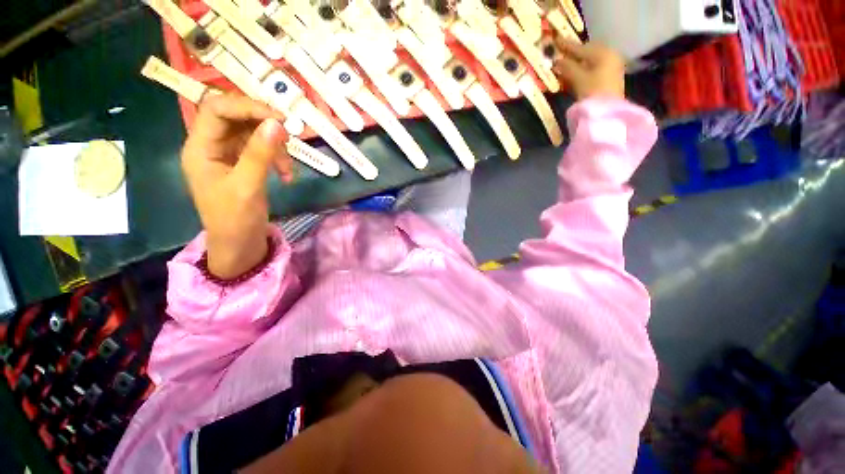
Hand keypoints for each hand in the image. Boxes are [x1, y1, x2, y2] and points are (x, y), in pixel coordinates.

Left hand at [181, 94, 291, 279]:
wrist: (239, 244)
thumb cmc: (235, 219)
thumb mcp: (247, 186)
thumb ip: (260, 153)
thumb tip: (277, 123)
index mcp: (200, 147)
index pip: (217, 109)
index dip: (247, 107)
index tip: (279, 118)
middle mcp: (211, 145)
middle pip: (236, 117)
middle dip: (264, 125)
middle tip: (289, 137)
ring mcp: (228, 154)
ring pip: (253, 133)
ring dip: (275, 147)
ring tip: (287, 169)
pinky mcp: (243, 164)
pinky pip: (261, 150)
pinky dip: (277, 159)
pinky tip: (287, 175)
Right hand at [552, 39, 625, 99]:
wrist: (608, 112)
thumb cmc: (593, 92)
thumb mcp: (578, 79)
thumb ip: (567, 68)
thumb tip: (556, 61)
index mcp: (602, 53)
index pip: (581, 47)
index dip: (567, 46)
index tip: (556, 41)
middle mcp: (609, 56)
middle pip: (588, 52)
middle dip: (574, 54)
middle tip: (561, 54)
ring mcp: (612, 67)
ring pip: (591, 61)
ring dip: (578, 63)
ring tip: (566, 66)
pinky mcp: (610, 78)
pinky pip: (595, 69)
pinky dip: (584, 70)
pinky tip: (576, 74)